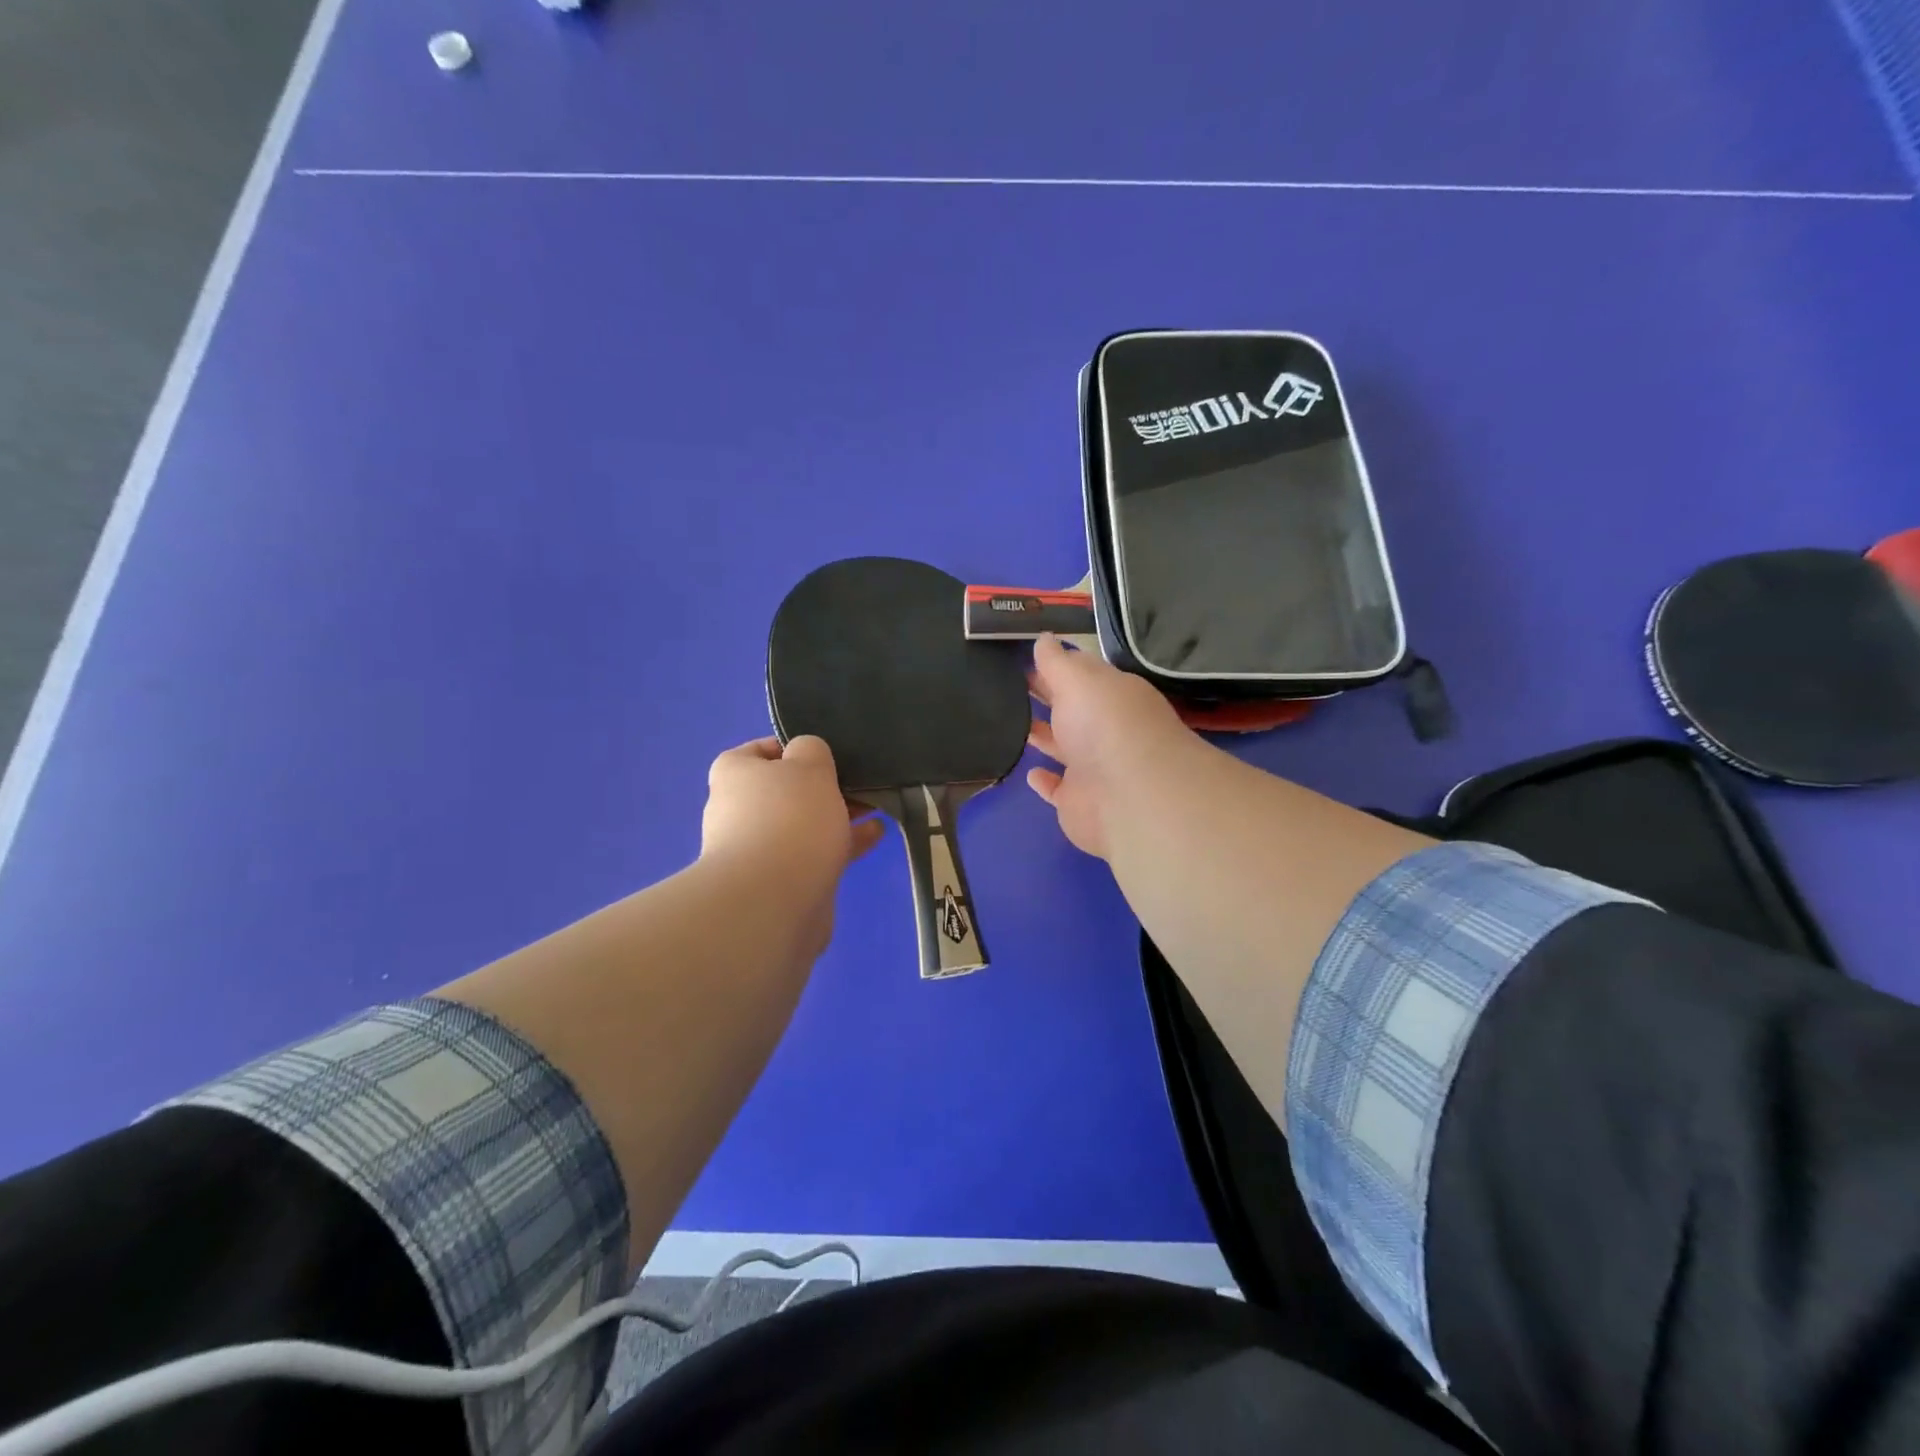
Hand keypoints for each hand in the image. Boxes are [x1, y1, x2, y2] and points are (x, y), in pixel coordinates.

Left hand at [701, 736, 885, 952]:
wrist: (773, 901)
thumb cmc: (789, 818)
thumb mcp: (809, 765)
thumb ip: (812, 750)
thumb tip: (806, 758)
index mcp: (734, 774)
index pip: (762, 750)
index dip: (797, 748)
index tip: (830, 755)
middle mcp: (738, 809)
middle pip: (787, 789)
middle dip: (824, 787)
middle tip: (861, 783)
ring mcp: (756, 849)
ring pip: (804, 823)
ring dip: (838, 816)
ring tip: (876, 808)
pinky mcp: (778, 881)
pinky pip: (814, 853)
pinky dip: (841, 844)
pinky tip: (875, 836)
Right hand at [1024, 634, 1197, 859]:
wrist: (1129, 797)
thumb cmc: (1104, 725)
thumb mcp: (1078, 679)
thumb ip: (1056, 661)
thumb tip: (1043, 638)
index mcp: (1111, 694)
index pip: (1081, 673)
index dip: (1053, 663)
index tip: (1018, 656)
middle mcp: (1105, 728)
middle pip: (1070, 708)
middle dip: (1044, 696)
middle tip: (1003, 684)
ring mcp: (1092, 766)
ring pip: (1062, 746)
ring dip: (1041, 735)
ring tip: (1007, 722)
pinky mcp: (1078, 801)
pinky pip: (1056, 788)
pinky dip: (1044, 780)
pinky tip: (1029, 771)